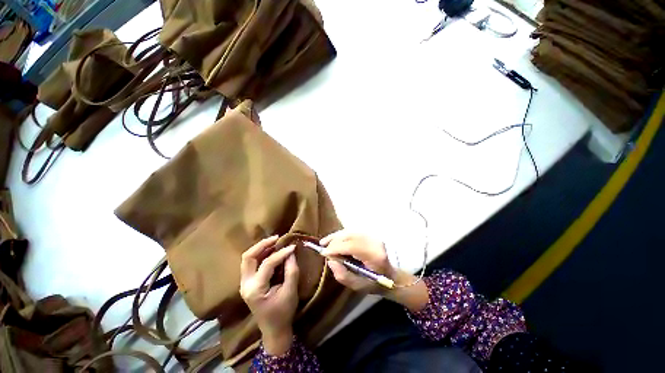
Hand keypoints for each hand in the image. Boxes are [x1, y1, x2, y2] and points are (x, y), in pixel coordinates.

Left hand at [240, 236, 298, 354]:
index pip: (267, 264)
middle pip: (248, 257)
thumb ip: (291, 270)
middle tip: (276, 238)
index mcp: (255, 289)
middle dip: (262, 245)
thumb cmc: (283, 312)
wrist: (273, 330)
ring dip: (260, 248)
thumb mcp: (291, 291)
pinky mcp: (248, 283)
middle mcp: (245, 285)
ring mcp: (244, 284)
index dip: (281, 253)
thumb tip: (291, 251)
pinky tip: (271, 251)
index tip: (292, 247)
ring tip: (274, 242)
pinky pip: (251, 264)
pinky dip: (260, 254)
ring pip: (247, 259)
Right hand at [321, 231, 429, 311]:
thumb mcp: (358, 286)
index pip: (352, 246)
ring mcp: (373, 237)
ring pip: (350, 232)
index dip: (336, 248)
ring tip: (325, 241)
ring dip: (336, 236)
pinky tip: (334, 239)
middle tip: (322, 247)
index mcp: (374, 256)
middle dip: (334, 241)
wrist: (392, 276)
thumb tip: (330, 261)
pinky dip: (342, 235)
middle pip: (350, 236)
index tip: (324, 253)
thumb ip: (343, 275)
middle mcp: (374, 242)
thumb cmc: (375, 283)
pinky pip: (352, 232)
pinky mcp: (370, 235)